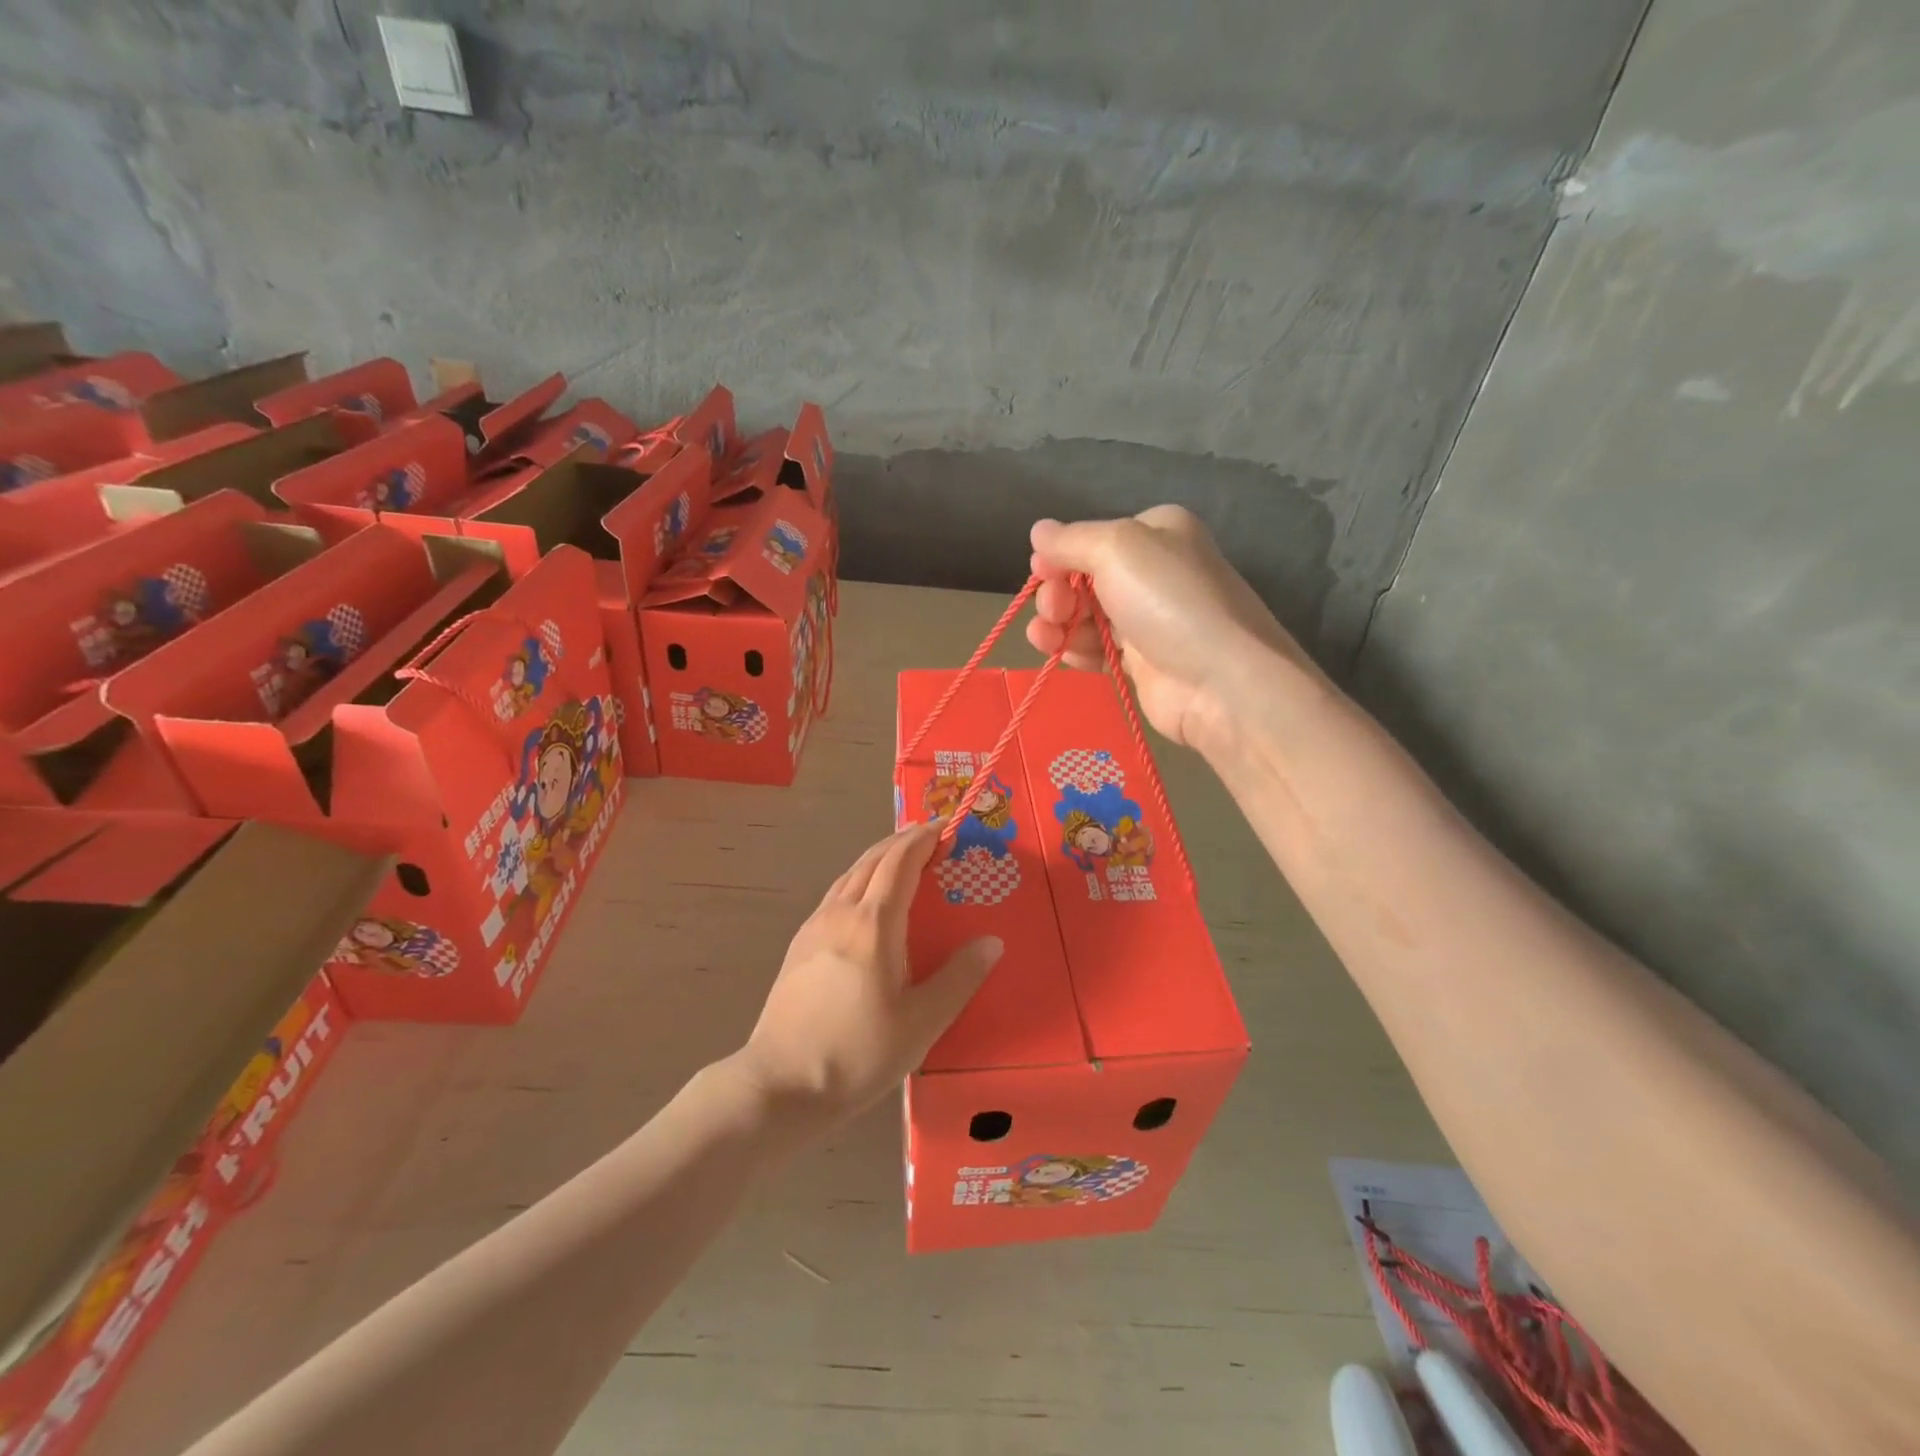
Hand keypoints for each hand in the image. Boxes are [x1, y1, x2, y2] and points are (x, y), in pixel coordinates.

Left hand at [737, 823, 1002, 1123]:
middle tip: (929, 835)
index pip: (900, 862)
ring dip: (878, 857)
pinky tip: (864, 899)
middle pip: (872, 859)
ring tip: (901, 858)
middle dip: (902, 840)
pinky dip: (859, 878)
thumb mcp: (922, 1023)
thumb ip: (959, 978)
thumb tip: (992, 942)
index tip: (945, 826)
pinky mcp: (799, 945)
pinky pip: (836, 893)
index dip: (923, 839)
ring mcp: (815, 927)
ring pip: (850, 874)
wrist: (780, 1084)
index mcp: (874, 924)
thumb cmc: (858, 1053)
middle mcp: (841, 913)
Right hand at [1026, 506, 1313, 746]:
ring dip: (1059, 624)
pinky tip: (1062, 654)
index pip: (1095, 538)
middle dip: (1058, 592)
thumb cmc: (1169, 601)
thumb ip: (1071, 540)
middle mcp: (1155, 572)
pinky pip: (1099, 650)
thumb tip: (1038, 530)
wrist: (1221, 681)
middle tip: (1052, 610)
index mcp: (1157, 533)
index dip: (1061, 555)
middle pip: (1087, 578)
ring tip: (1045, 638)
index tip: (1039, 572)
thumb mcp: (1117, 549)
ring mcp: (1150, 620)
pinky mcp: (1145, 663)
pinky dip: (1077, 650)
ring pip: (1088, 617)